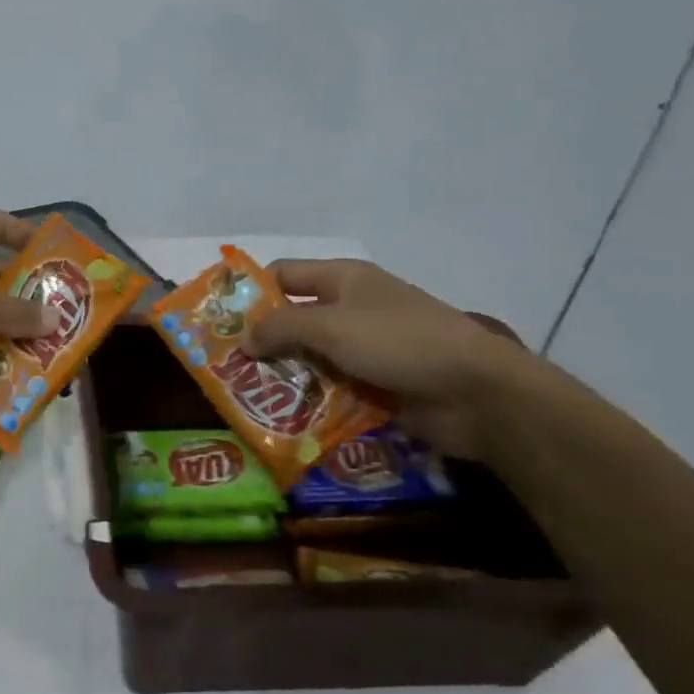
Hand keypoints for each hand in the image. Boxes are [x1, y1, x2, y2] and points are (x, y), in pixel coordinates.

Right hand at [246, 260, 532, 458]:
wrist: (475, 393)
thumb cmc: (399, 342)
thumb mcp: (331, 327)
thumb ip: (280, 328)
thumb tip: (241, 339)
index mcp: (343, 279)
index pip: (283, 275)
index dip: (251, 292)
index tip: (218, 320)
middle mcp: (351, 308)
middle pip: (293, 319)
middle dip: (261, 341)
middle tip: (223, 367)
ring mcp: (365, 348)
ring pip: (310, 357)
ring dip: (284, 375)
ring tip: (245, 398)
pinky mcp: (376, 384)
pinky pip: (331, 387)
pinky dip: (310, 399)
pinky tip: (282, 418)